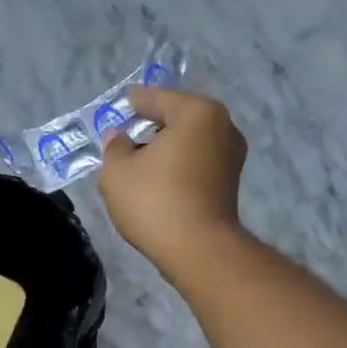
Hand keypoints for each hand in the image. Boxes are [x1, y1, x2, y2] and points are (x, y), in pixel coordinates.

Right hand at [99, 86, 247, 273]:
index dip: (136, 101)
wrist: (197, 249)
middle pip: (178, 117)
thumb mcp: (117, 172)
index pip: (158, 98)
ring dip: (166, 147)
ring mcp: (231, 155)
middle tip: (128, 133)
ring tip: (140, 159)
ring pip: (190, 141)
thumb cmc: (155, 201)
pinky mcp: (230, 182)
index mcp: (196, 112)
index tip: (123, 102)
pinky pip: (197, 162)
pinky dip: (179, 164)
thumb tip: (119, 137)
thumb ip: (114, 147)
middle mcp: (222, 126)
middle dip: (153, 124)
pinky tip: (159, 178)